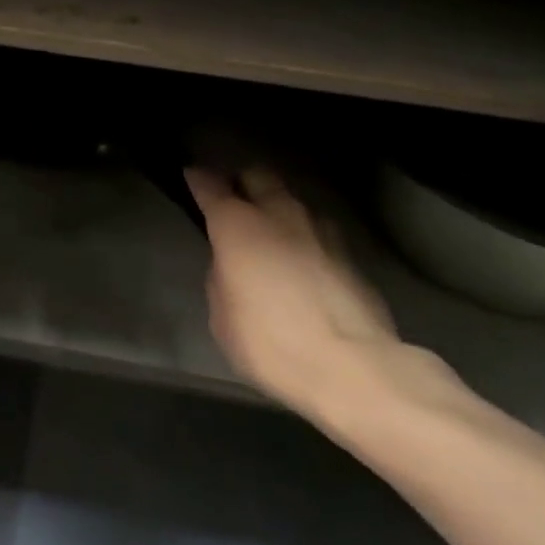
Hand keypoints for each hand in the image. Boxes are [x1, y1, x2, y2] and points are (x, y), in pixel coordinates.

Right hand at [186, 166, 412, 438]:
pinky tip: (303, 263)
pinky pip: (319, 234)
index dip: (199, 179)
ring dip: (279, 210)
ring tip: (272, 233)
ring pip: (294, 202)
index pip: (211, 186)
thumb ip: (222, 279)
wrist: (352, 368)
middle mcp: (280, 215)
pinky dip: (305, 240)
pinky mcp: (352, 256)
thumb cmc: (270, 342)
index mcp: (238, 225)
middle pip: (259, 175)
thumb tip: (232, 268)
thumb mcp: (223, 317)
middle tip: (234, 197)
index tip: (192, 175)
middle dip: (244, 181)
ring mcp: (321, 232)